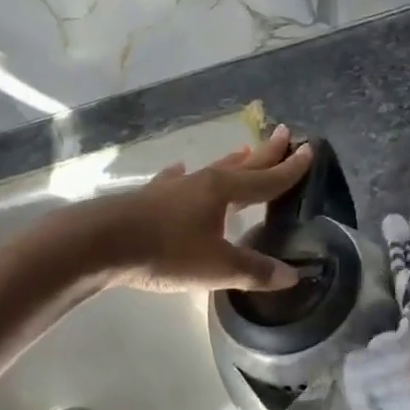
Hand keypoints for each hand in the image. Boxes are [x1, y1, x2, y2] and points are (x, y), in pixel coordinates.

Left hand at [91, 125, 312, 292]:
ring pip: (211, 170)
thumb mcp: (216, 268)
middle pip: (242, 166)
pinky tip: (179, 170)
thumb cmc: (165, 253)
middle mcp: (202, 182)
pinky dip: (182, 176)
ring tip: (244, 150)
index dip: (290, 169)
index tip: (309, 149)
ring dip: (231, 162)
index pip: (267, 179)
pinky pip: (174, 181)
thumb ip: (254, 271)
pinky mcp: (149, 198)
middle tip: (284, 134)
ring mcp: (173, 188)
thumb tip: (292, 275)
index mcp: (223, 192)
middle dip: (266, 153)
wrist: (100, 243)